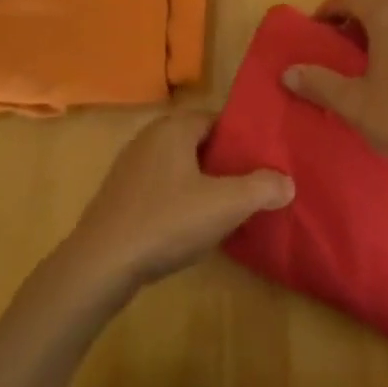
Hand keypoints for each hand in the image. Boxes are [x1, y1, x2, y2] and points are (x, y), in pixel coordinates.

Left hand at [61, 112, 293, 292]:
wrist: (100, 265)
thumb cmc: (166, 222)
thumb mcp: (226, 205)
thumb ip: (262, 188)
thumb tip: (287, 182)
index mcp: (173, 128)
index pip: (217, 120)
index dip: (242, 140)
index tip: (264, 163)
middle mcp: (149, 138)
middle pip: (198, 143)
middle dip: (224, 164)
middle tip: (251, 187)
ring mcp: (129, 168)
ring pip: (178, 168)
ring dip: (201, 185)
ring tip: (226, 210)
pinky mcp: (118, 197)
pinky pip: (159, 189)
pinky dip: (178, 201)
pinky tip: (189, 228)